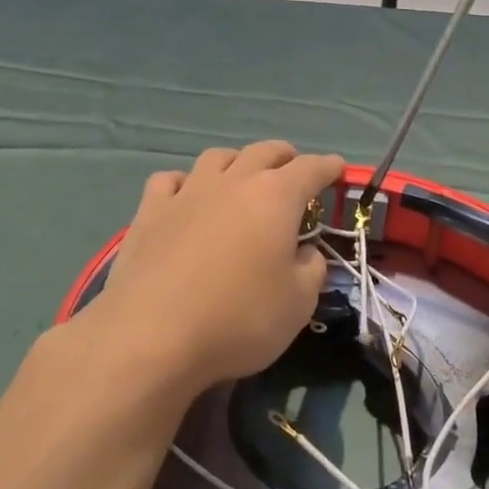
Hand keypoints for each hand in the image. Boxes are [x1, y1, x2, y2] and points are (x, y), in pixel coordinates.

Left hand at [96, 142, 346, 394]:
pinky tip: (185, 197)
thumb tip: (304, 253)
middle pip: (264, 151)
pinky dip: (184, 183)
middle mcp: (234, 182)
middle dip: (284, 156)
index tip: (337, 168)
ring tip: (241, 177)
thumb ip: (311, 269)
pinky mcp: (150, 211)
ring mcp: (188, 192)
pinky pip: (170, 180)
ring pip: (217, 157)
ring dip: (236, 162)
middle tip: (293, 168)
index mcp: (276, 197)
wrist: (152, 336)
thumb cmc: (239, 318)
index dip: (328, 167)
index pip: (311, 168)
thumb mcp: (298, 303)